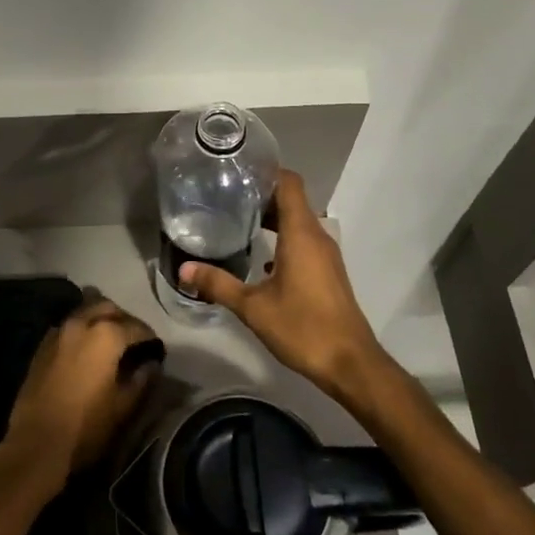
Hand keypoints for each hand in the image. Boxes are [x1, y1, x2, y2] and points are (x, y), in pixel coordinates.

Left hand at [4, 295, 158, 491]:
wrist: (36, 443)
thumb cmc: (86, 426)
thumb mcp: (123, 407)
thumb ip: (141, 380)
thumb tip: (151, 365)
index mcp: (106, 335)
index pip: (136, 327)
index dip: (149, 338)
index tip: (156, 350)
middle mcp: (81, 323)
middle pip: (108, 308)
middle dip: (124, 320)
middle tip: (133, 340)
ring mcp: (58, 332)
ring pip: (85, 312)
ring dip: (100, 320)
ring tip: (110, 342)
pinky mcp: (42, 345)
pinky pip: (67, 326)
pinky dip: (81, 330)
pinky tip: (85, 350)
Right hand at [177, 170, 384, 395]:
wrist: (350, 364)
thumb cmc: (303, 328)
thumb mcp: (253, 308)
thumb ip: (218, 284)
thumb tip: (184, 269)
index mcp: (301, 234)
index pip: (289, 183)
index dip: (266, 171)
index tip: (237, 170)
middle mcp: (317, 237)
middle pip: (291, 200)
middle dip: (261, 194)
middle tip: (225, 196)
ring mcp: (325, 255)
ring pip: (297, 222)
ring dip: (271, 218)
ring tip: (236, 221)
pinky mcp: (327, 272)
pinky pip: (303, 241)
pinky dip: (282, 239)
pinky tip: (259, 256)